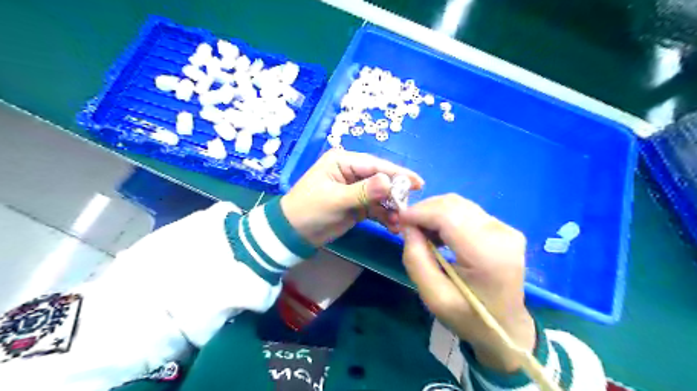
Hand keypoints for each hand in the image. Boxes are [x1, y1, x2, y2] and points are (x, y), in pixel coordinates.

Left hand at [280, 150, 421, 247]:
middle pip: (381, 179)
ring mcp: (355, 189)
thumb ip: (362, 191)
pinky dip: (384, 216)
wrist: (293, 234)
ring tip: (399, 222)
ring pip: (380, 195)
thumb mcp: (335, 200)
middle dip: (395, 193)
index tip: (418, 183)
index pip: (375, 165)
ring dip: (391, 208)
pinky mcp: (357, 205)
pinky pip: (376, 208)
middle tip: (408, 208)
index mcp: (343, 161)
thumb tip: (389, 181)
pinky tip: (392, 226)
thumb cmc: (309, 211)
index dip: (397, 173)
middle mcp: (351, 172)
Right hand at [398, 193, 533, 373]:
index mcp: (487, 255)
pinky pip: (467, 211)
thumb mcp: (433, 297)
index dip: (419, 212)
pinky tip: (439, 233)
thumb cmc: (468, 317)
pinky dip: (446, 216)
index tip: (399, 220)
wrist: (505, 327)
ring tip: (422, 232)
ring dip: (434, 212)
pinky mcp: (504, 228)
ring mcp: (506, 229)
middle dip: (424, 210)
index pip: (448, 215)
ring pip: (459, 204)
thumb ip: (416, 260)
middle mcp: (501, 234)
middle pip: (453, 204)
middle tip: (408, 227)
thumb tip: (408, 227)